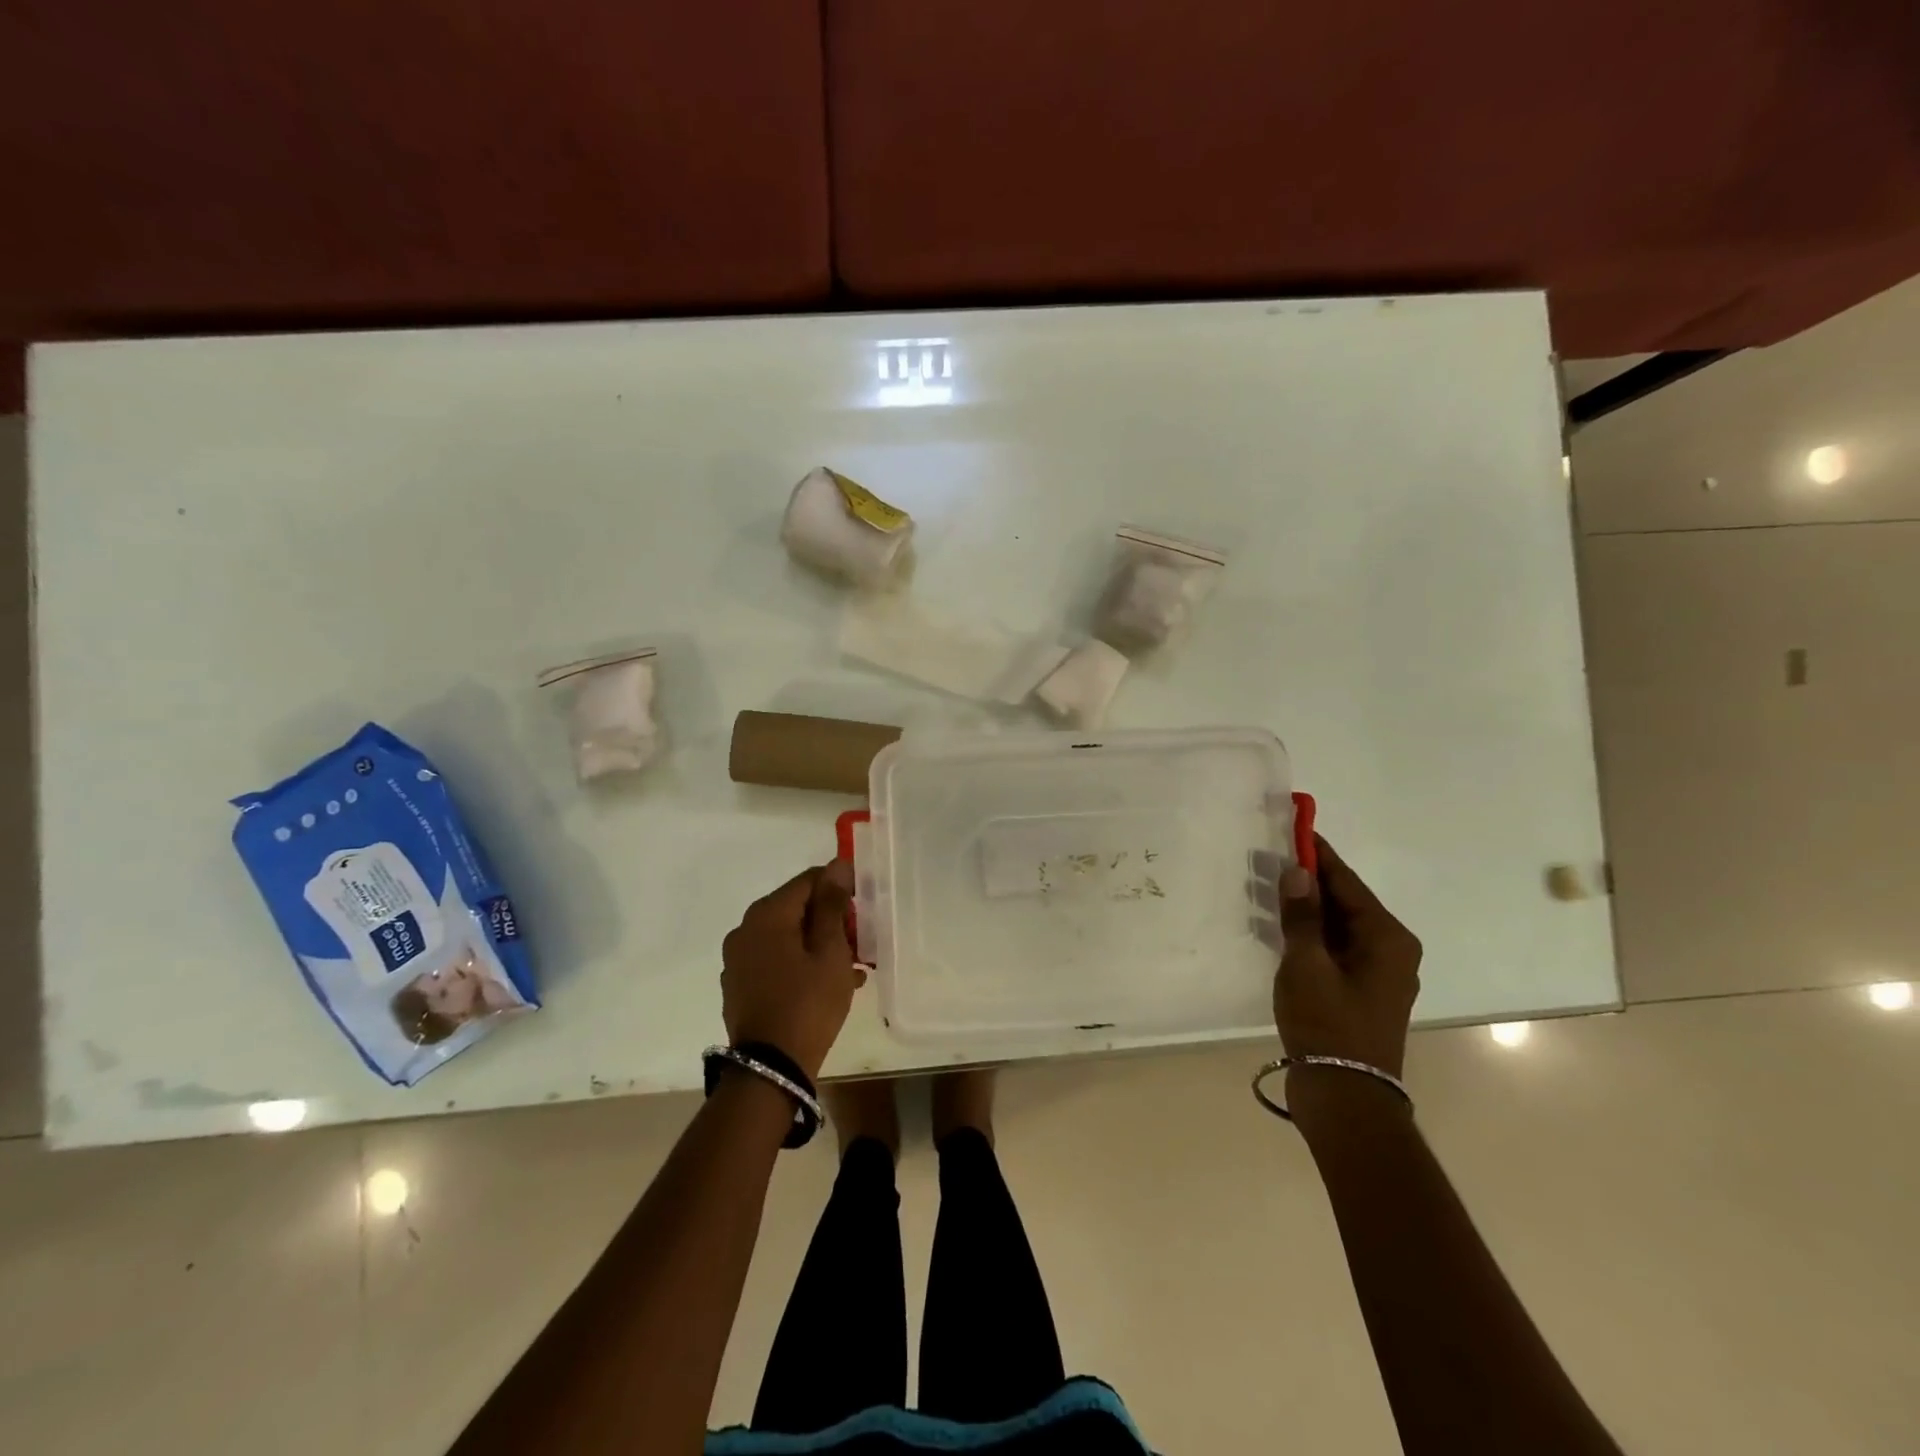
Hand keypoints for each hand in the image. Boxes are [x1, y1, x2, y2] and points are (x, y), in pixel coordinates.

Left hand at [721, 861, 862, 1080]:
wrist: (769, 1068)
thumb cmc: (808, 1003)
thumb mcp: (830, 951)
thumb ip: (833, 904)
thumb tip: (837, 865)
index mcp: (767, 914)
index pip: (808, 880)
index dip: (839, 889)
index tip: (863, 911)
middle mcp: (745, 929)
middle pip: (796, 908)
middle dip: (829, 920)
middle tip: (858, 944)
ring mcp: (737, 959)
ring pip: (787, 937)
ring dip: (818, 945)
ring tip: (850, 969)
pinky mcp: (738, 984)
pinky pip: (775, 960)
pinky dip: (800, 964)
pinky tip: (827, 985)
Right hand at [1274, 835, 1421, 1083]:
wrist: (1346, 1096)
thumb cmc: (1328, 1024)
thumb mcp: (1306, 964)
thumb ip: (1301, 915)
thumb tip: (1297, 870)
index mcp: (1387, 937)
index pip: (1347, 881)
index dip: (1318, 854)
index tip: (1294, 826)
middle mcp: (1390, 949)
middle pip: (1345, 901)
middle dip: (1308, 881)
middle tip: (1268, 858)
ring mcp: (1377, 972)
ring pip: (1337, 925)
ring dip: (1305, 908)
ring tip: (1264, 888)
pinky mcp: (1360, 990)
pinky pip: (1334, 947)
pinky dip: (1309, 934)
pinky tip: (1278, 928)